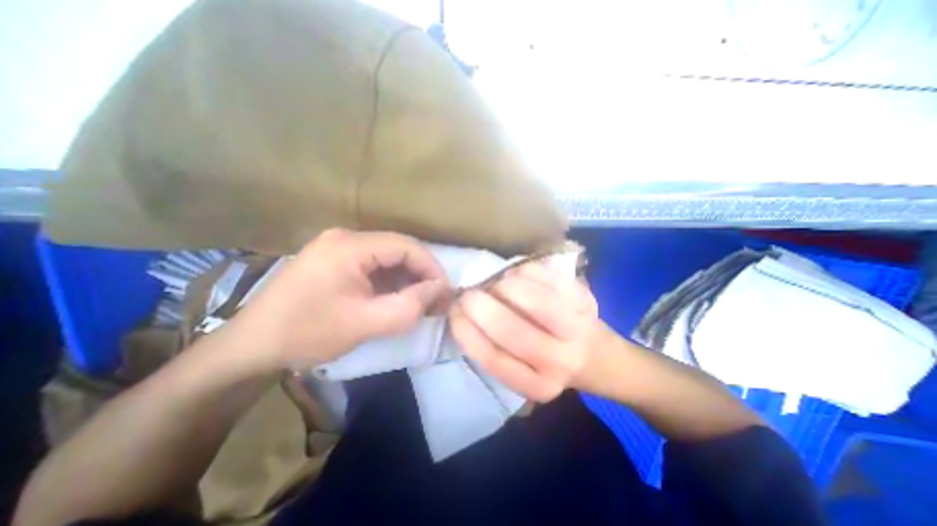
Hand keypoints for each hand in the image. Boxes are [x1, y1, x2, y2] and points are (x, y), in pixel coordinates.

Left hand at [238, 229, 450, 370]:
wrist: (251, 347)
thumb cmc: (307, 333)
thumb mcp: (365, 323)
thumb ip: (409, 306)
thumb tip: (441, 289)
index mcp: (350, 245)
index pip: (407, 246)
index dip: (431, 267)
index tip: (446, 292)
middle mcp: (345, 237)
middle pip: (398, 249)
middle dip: (421, 274)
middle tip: (435, 300)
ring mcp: (338, 247)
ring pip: (388, 257)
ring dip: (407, 278)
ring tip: (420, 302)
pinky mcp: (335, 259)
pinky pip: (374, 265)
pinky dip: (391, 281)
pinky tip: (396, 298)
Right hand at [448, 263, 595, 402]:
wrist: (596, 355)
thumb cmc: (548, 361)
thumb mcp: (519, 369)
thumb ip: (492, 347)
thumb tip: (462, 311)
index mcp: (536, 385)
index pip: (492, 358)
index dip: (466, 331)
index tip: (453, 312)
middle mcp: (559, 362)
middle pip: (511, 329)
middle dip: (480, 306)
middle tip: (469, 294)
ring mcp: (577, 329)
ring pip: (533, 300)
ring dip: (504, 286)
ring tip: (498, 286)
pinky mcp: (586, 301)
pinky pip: (548, 277)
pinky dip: (525, 271)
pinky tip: (519, 276)